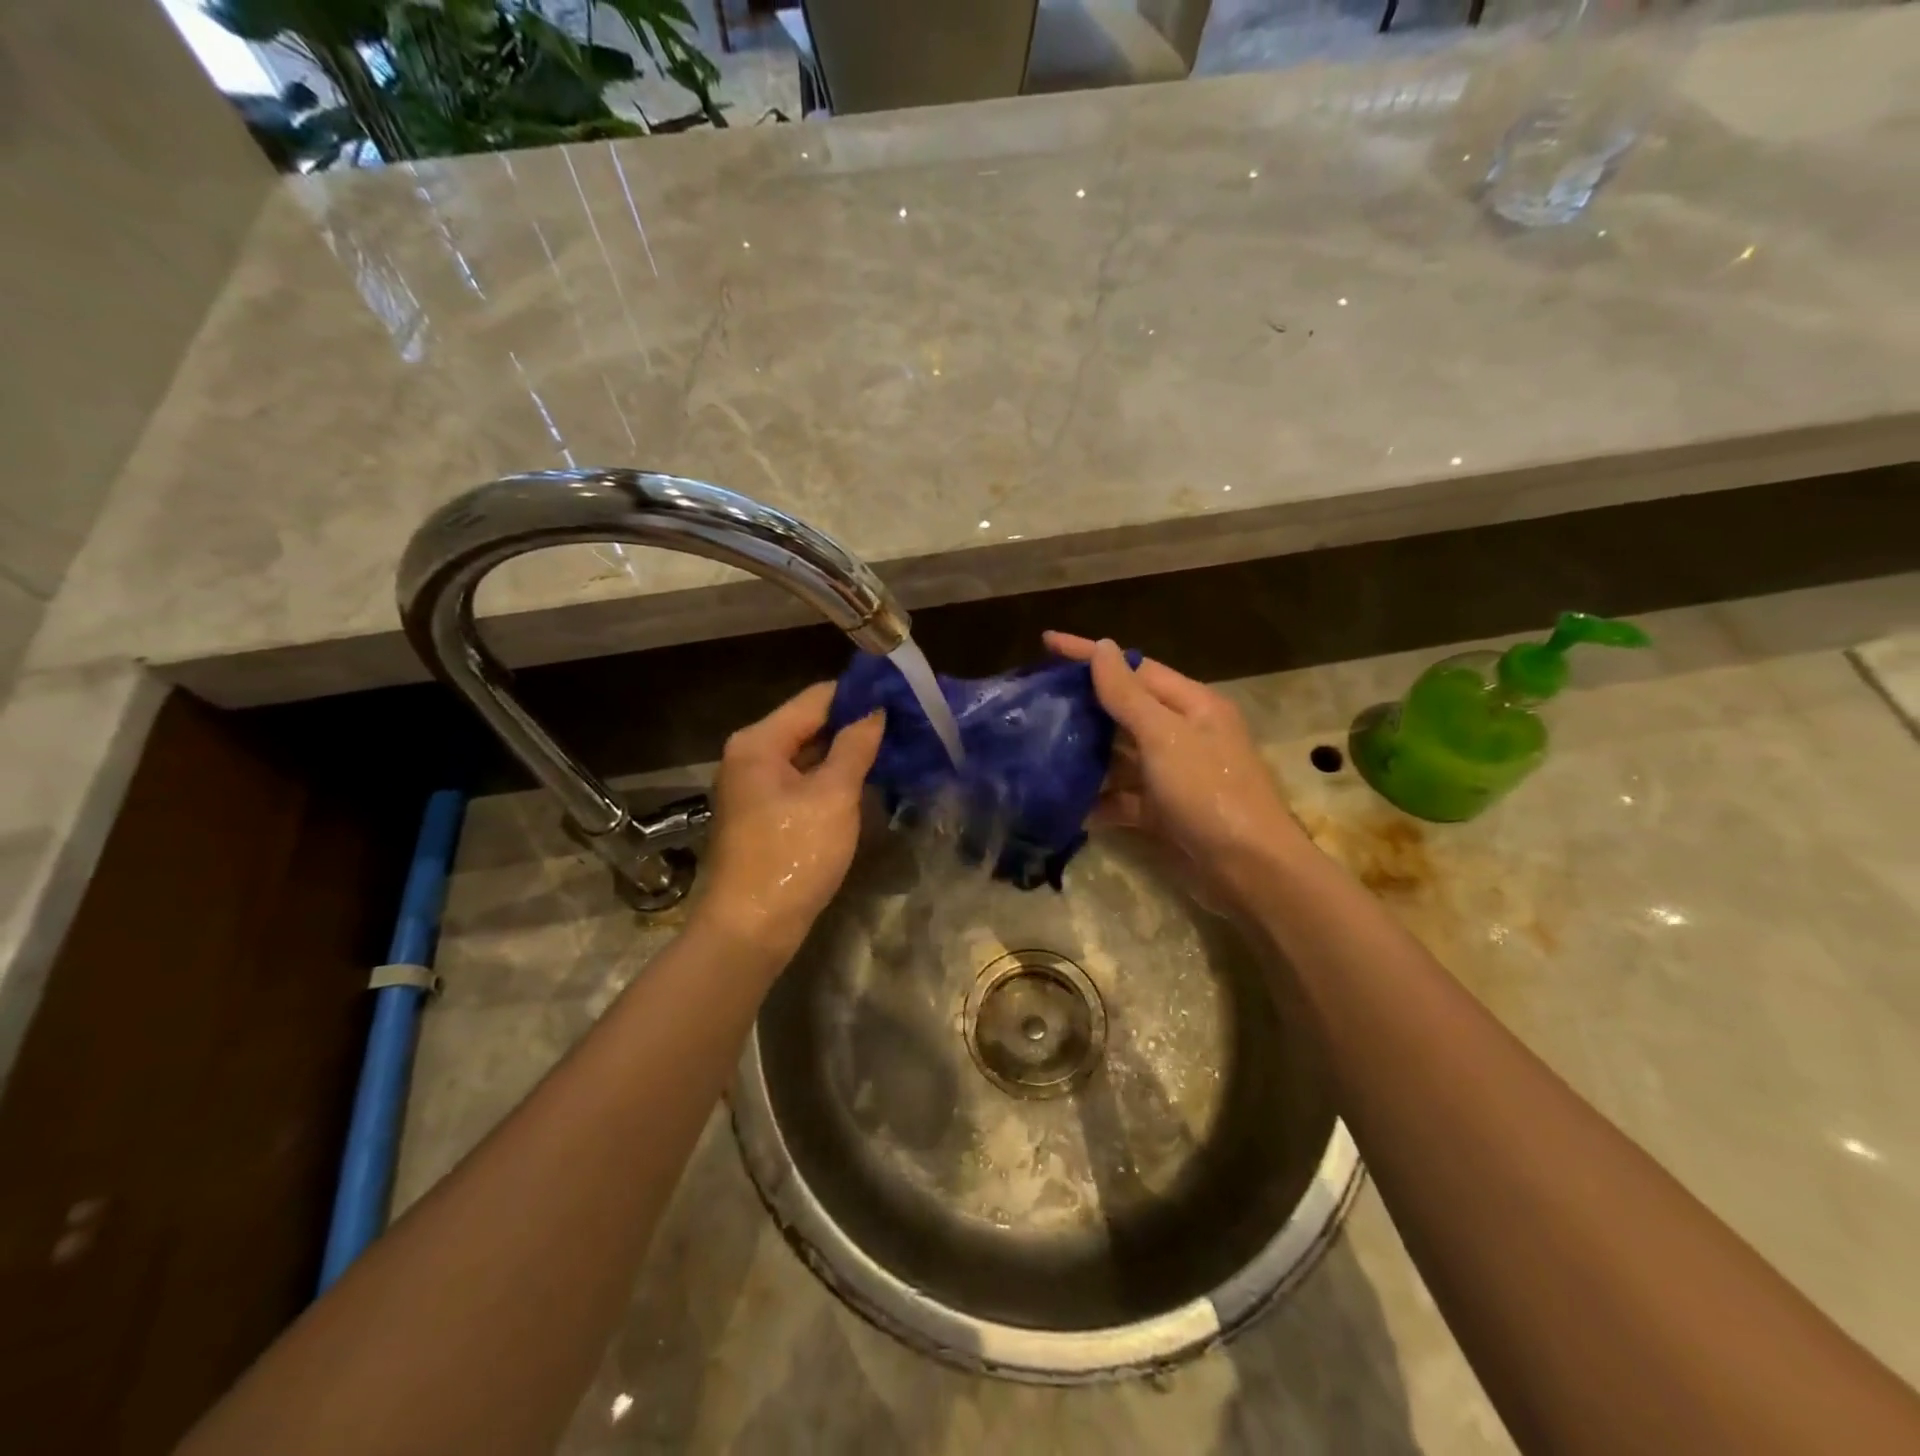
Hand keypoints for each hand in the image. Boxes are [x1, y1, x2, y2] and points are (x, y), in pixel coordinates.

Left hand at [694, 683, 884, 959]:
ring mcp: (755, 787)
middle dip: (855, 724)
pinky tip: (866, 781)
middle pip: (810, 725)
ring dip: (847, 753)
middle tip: (905, 724)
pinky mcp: (765, 815)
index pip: (816, 699)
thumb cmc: (792, 855)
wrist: (752, 929)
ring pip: (809, 756)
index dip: (858, 695)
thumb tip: (876, 711)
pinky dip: (832, 779)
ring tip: (895, 748)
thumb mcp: (832, 797)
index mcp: (759, 742)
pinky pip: (804, 783)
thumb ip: (855, 747)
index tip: (900, 696)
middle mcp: (751, 756)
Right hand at [1043, 633, 1307, 907]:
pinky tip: (1065, 803)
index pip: (1135, 668)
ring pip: (1120, 755)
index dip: (1091, 655)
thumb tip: (1102, 647)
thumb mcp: (1165, 737)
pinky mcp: (1163, 812)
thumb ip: (1128, 694)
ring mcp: (1173, 776)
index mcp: (1193, 706)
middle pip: (1125, 710)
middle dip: (1083, 705)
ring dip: (1086, 754)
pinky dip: (1098, 800)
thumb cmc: (1210, 793)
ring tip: (1038, 747)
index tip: (1047, 643)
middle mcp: (1184, 735)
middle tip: (1035, 700)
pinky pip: (1122, 797)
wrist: (1250, 872)